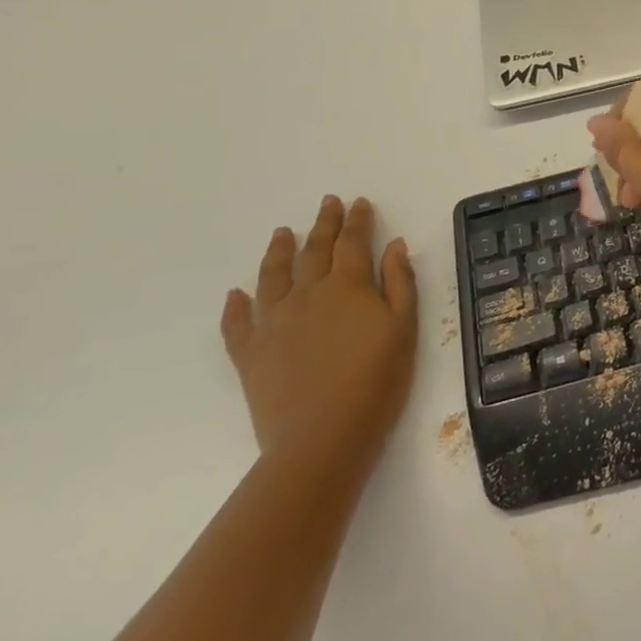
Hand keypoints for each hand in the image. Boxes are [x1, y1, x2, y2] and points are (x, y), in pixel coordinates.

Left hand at [220, 195, 417, 471]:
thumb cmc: (377, 380)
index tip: (359, 203)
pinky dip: (236, 306)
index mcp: (348, 287)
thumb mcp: (404, 328)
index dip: (358, 221)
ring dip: (279, 251)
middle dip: (323, 224)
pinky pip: (238, 324)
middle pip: (315, 251)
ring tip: (282, 232)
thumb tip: (394, 245)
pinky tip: (236, 294)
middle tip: (327, 203)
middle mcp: (308, 295)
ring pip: (274, 277)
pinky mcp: (250, 355)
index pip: (353, 243)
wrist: (322, 438)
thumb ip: (400, 282)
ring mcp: (274, 324)